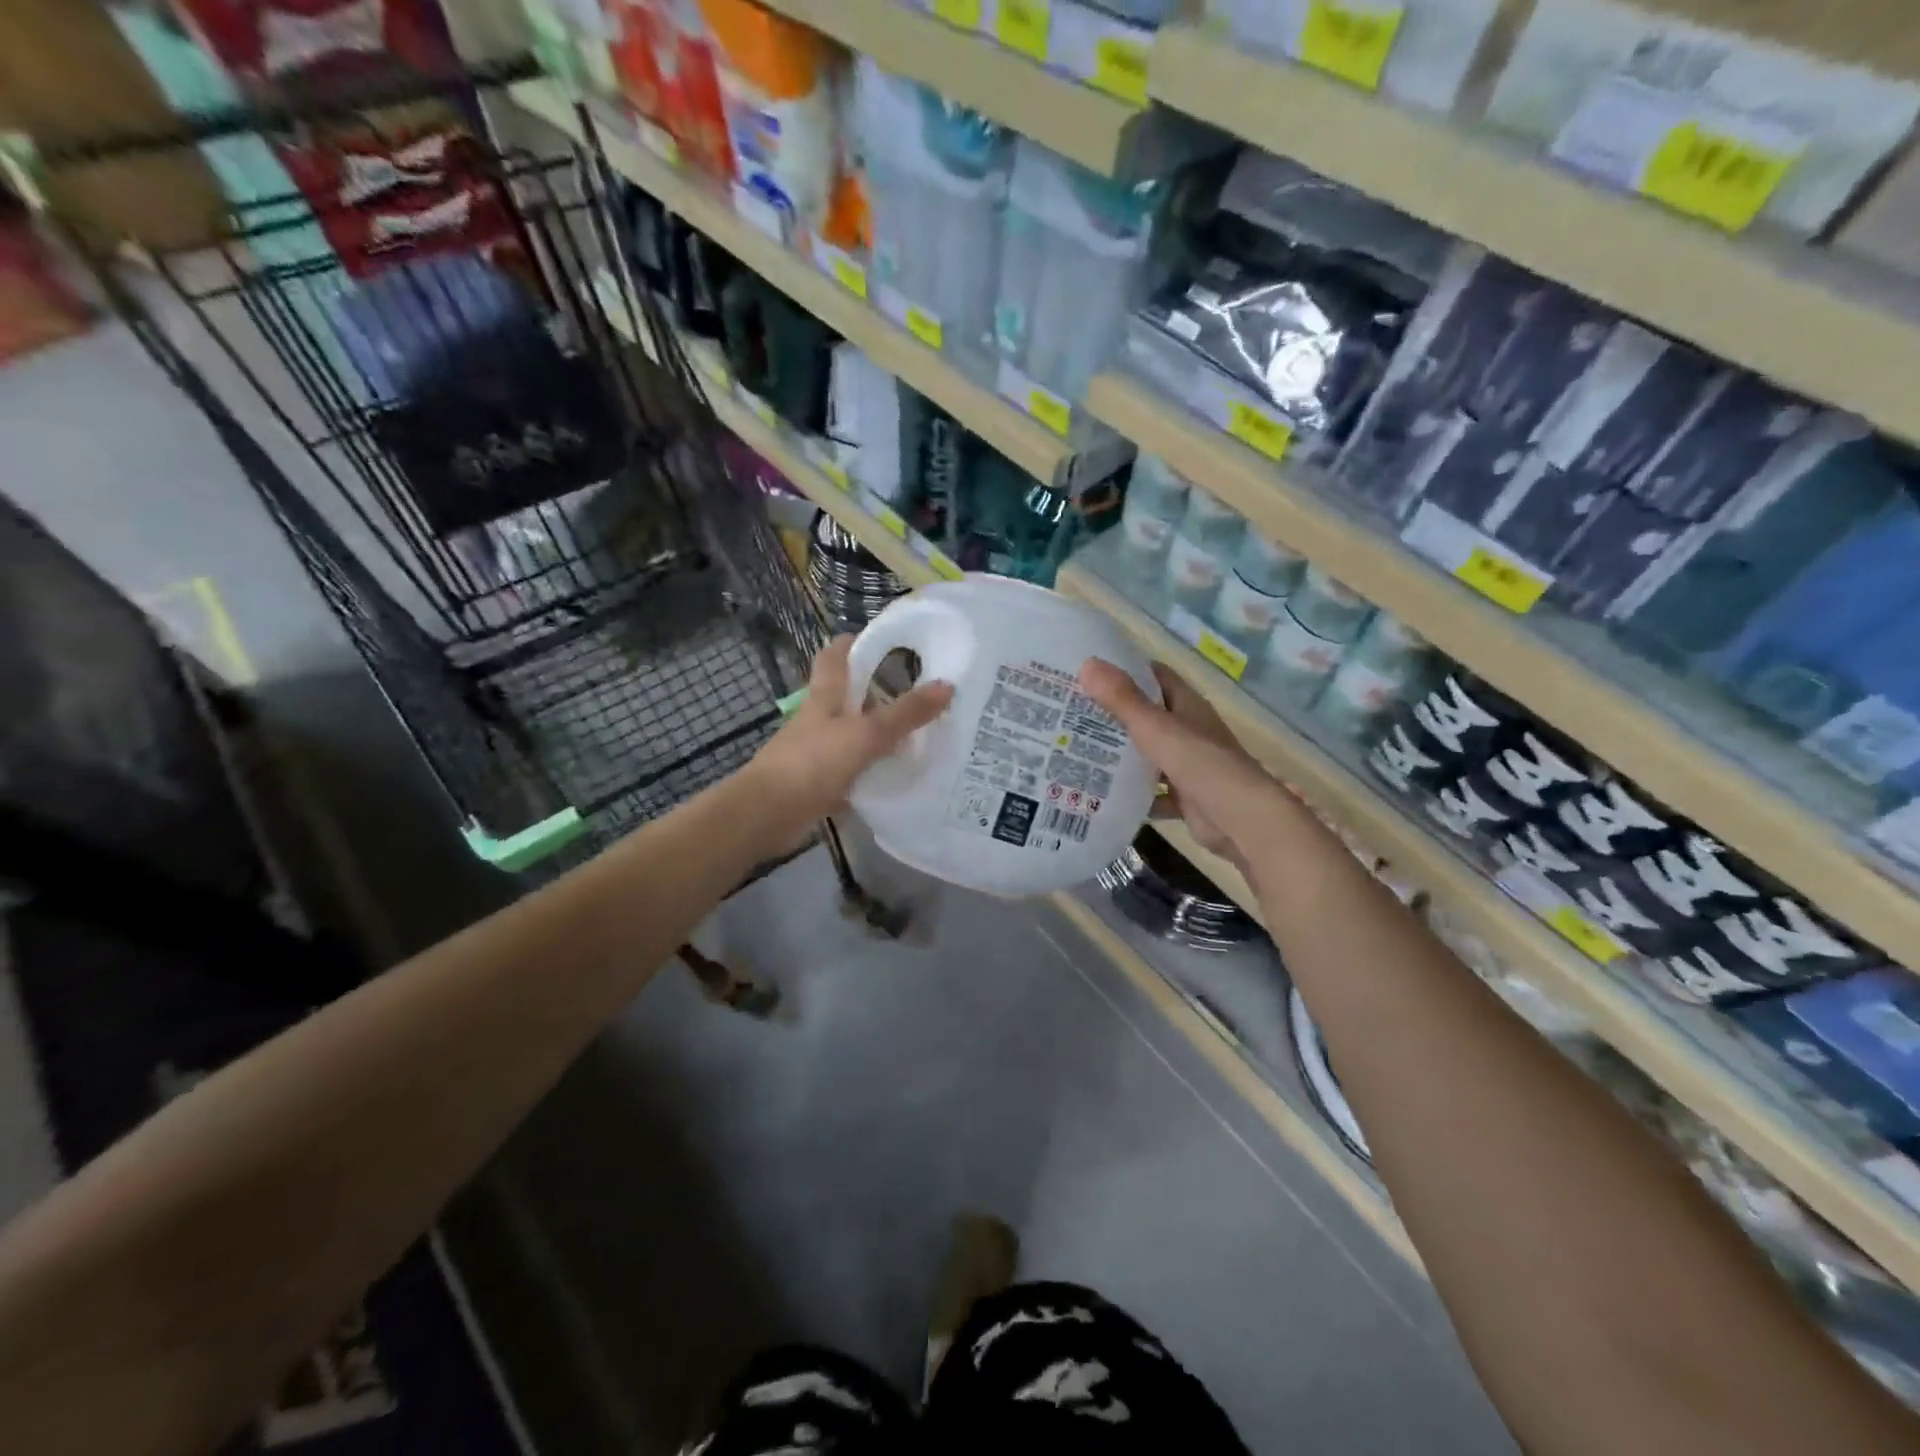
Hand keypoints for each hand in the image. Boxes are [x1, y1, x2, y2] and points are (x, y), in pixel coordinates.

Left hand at [748, 635, 953, 832]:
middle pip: (848, 697)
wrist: (767, 814)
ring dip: (878, 735)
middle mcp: (818, 719)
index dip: (855, 644)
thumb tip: (948, 685)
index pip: (835, 656)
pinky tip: (896, 778)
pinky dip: (871, 772)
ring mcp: (816, 752)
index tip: (886, 642)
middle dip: (878, 693)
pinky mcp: (817, 783)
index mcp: (825, 696)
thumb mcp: (866, 734)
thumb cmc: (813, 762)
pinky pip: (851, 771)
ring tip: (918, 737)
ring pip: (852, 735)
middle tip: (918, 694)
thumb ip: (906, 713)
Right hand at [1077, 657, 1298, 868]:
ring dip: (1119, 755)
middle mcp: (1189, 731)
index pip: (1154, 677)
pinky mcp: (1185, 797)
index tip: (1088, 671)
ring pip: (1148, 755)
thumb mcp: (1156, 728)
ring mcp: (1188, 765)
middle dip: (1113, 715)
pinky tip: (1100, 795)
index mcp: (1187, 706)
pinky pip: (1152, 792)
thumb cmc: (1201, 764)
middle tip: (1070, 714)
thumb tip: (1087, 664)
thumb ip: (1123, 700)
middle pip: (1147, 716)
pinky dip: (1132, 794)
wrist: (1241, 821)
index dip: (1125, 670)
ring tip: (1076, 751)